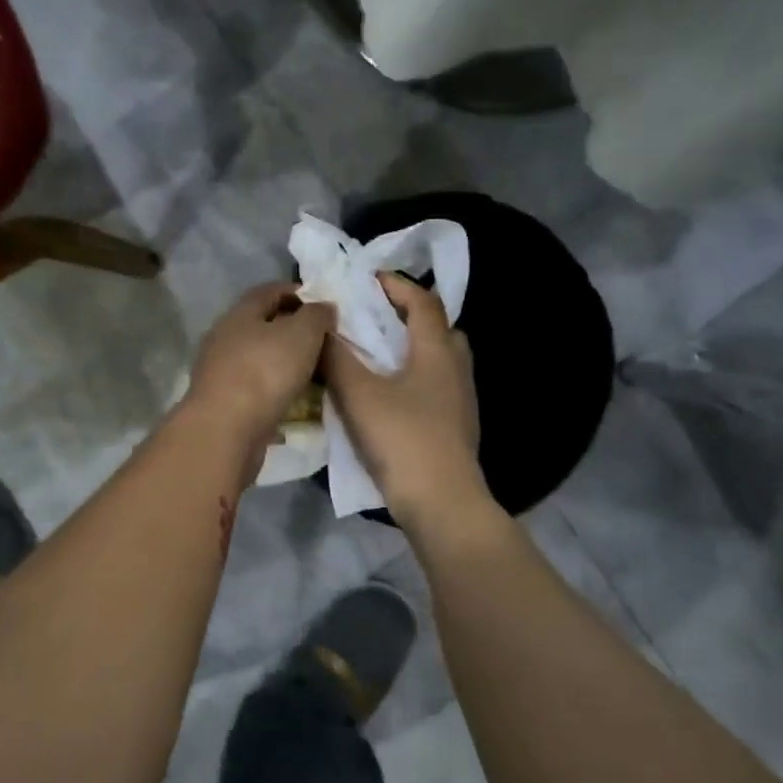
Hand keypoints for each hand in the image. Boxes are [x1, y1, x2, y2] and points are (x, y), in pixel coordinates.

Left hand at [185, 282, 333, 452]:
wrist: (226, 430)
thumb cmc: (265, 372)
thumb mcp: (302, 334)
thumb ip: (316, 315)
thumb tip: (323, 308)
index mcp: (239, 314)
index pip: (269, 291)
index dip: (298, 293)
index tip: (324, 306)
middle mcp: (224, 338)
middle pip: (262, 325)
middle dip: (292, 330)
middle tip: (323, 341)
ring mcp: (220, 372)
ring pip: (258, 358)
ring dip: (283, 362)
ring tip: (313, 372)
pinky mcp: (223, 403)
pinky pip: (255, 388)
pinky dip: (275, 390)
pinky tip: (293, 400)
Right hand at [323, 273, 483, 522]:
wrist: (441, 502)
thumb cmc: (402, 439)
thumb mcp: (358, 395)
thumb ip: (336, 358)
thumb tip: (321, 327)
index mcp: (437, 351)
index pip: (423, 301)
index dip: (396, 285)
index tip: (367, 280)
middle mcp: (456, 368)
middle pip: (438, 328)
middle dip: (407, 317)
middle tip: (373, 320)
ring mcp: (461, 400)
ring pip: (438, 360)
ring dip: (410, 350)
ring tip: (375, 358)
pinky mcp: (456, 426)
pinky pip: (435, 386)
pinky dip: (413, 378)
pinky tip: (388, 397)